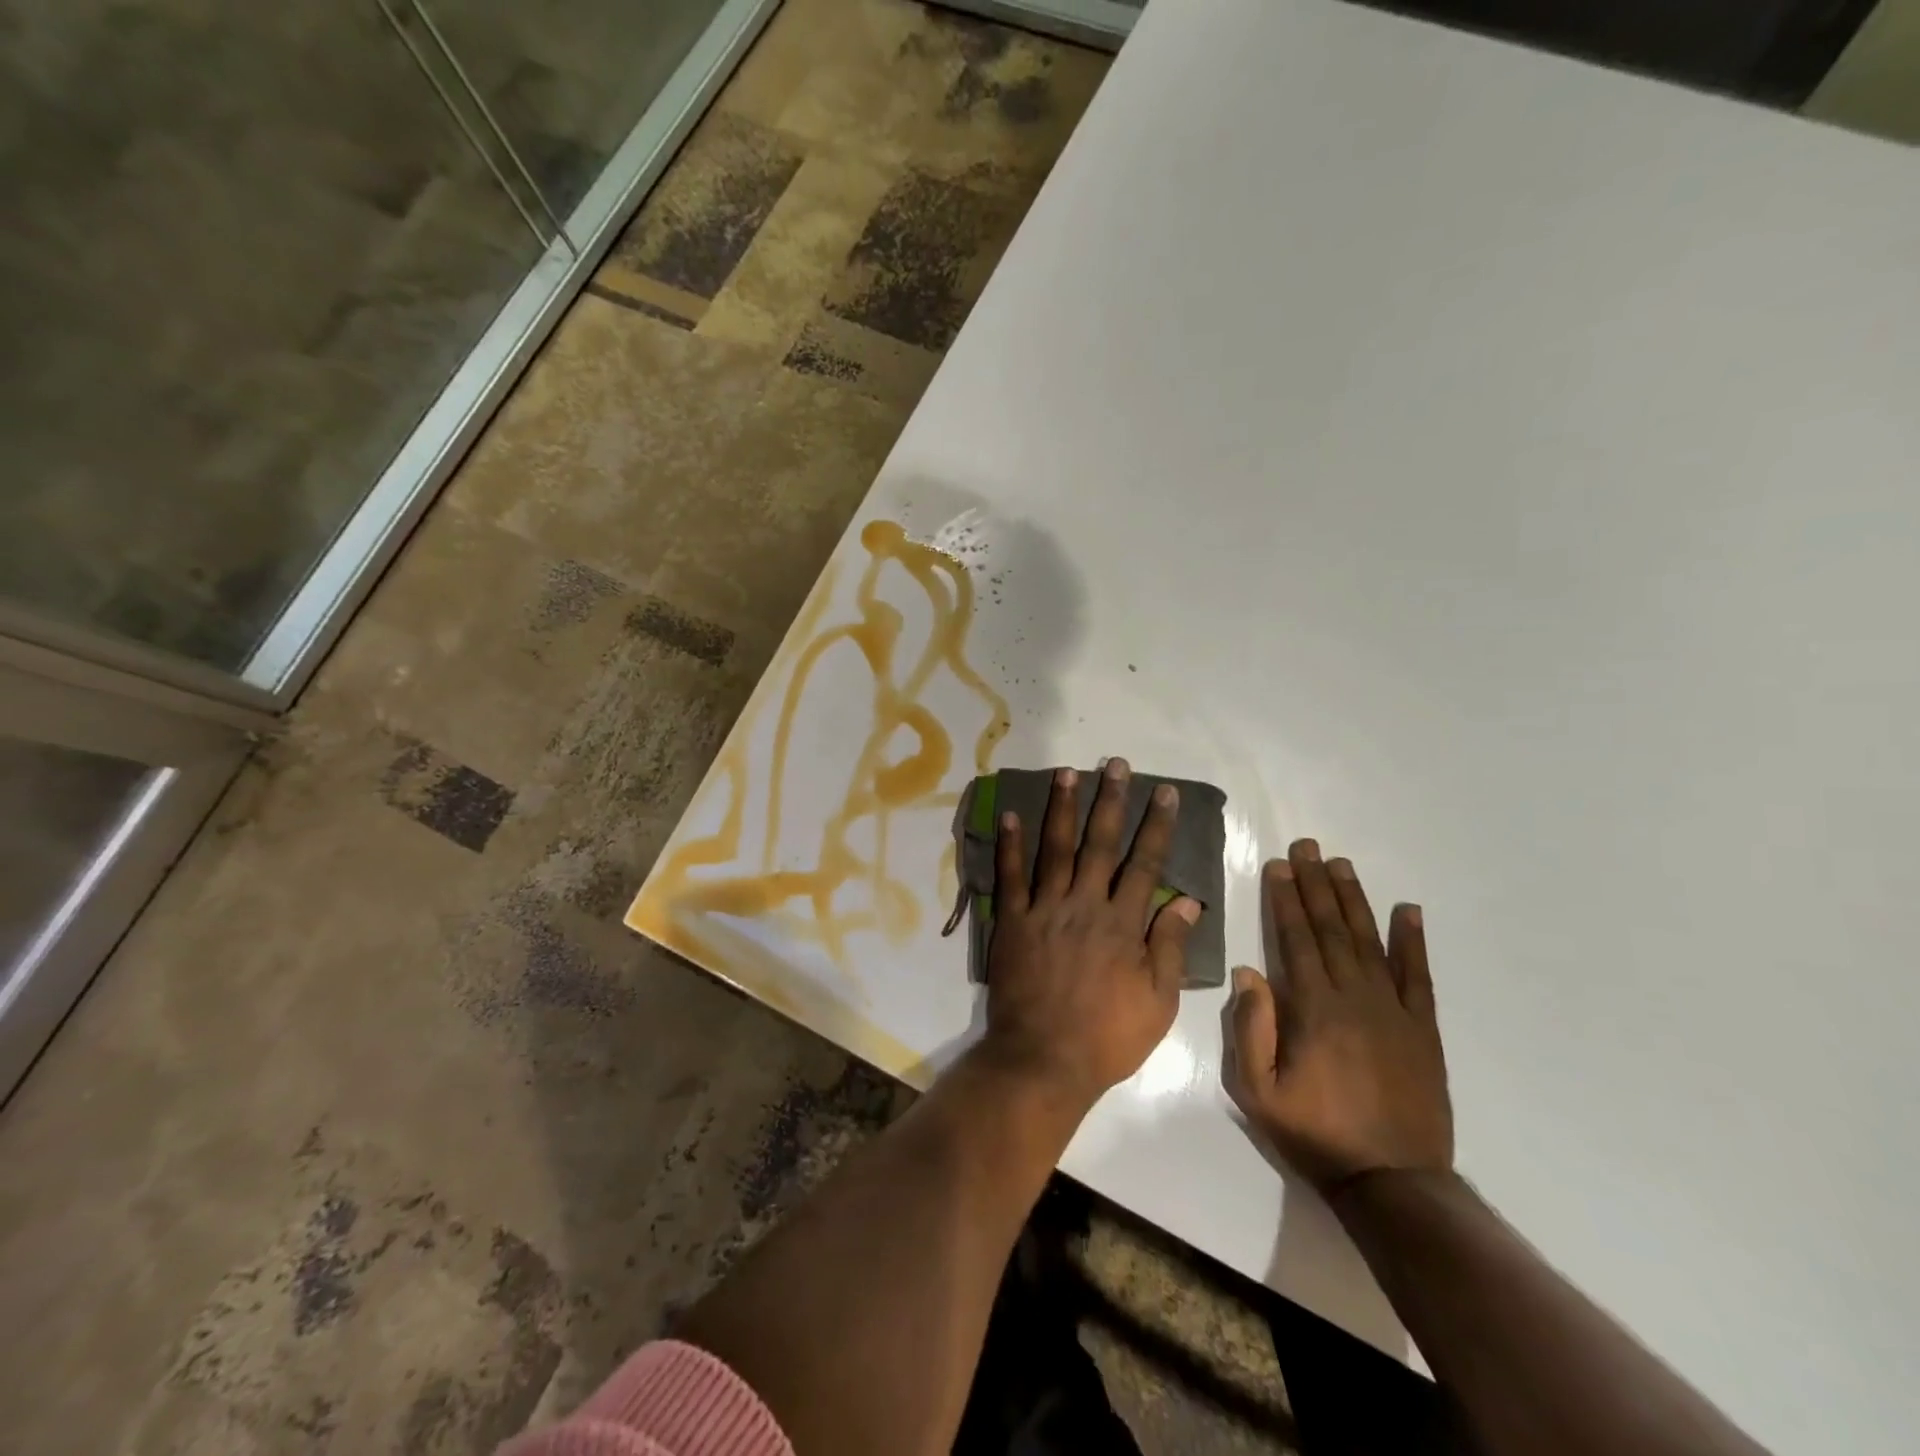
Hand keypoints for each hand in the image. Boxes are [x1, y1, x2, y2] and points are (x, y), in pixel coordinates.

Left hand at [980, 759, 1201, 1107]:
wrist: (1044, 1059)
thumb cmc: (1108, 1036)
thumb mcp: (1158, 1001)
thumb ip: (1170, 947)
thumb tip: (1189, 902)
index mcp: (1123, 924)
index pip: (1146, 864)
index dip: (1156, 827)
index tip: (1163, 793)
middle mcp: (1085, 905)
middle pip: (1101, 844)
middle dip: (1111, 801)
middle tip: (1116, 765)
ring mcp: (1045, 910)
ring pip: (1056, 849)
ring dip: (1062, 808)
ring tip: (1068, 772)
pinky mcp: (1013, 921)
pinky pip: (1011, 877)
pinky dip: (1010, 845)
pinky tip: (1010, 815)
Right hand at [1225, 839, 1452, 1194]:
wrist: (1393, 1181)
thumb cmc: (1315, 1134)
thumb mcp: (1259, 1090)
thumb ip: (1251, 1028)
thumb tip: (1248, 971)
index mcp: (1313, 1008)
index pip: (1295, 939)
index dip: (1285, 899)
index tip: (1278, 865)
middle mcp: (1354, 997)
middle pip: (1331, 929)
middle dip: (1315, 884)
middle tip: (1307, 847)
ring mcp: (1394, 1010)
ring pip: (1370, 941)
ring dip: (1354, 900)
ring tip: (1341, 865)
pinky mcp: (1423, 1029)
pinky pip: (1419, 976)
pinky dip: (1413, 941)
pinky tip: (1409, 911)